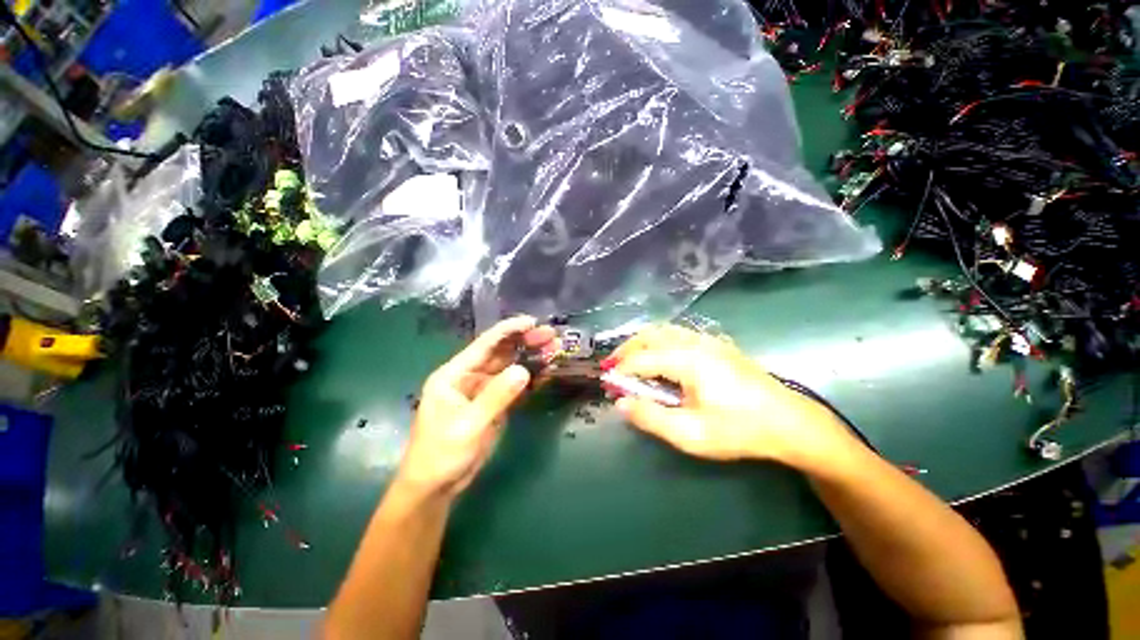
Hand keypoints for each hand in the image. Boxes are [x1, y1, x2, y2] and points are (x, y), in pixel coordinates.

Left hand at [397, 316, 557, 498]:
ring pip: (510, 368)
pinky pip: (514, 386)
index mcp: (454, 374)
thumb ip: (496, 396)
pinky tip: (546, 371)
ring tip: (554, 348)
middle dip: (525, 342)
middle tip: (551, 335)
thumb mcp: (468, 425)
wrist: (435, 487)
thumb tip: (524, 370)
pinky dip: (529, 378)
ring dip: (531, 358)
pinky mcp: (494, 405)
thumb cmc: (441, 454)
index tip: (532, 322)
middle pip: (501, 353)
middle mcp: (470, 377)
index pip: (485, 345)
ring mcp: (483, 391)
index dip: (508, 330)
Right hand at [609, 325, 853, 468]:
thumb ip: (651, 417)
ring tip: (631, 362)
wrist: (790, 423)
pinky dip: (658, 342)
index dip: (620, 371)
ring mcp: (708, 340)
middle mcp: (695, 342)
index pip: (641, 359)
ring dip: (642, 343)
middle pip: (650, 335)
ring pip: (664, 331)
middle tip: (613, 368)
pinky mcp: (717, 344)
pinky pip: (677, 334)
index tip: (607, 385)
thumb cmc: (739, 430)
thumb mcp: (690, 433)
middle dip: (626, 350)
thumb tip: (620, 403)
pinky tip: (659, 358)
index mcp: (687, 360)